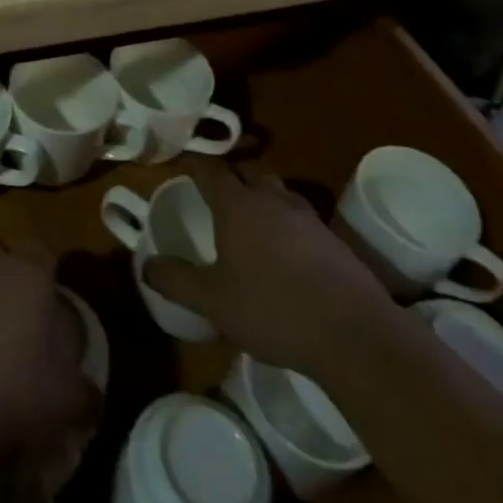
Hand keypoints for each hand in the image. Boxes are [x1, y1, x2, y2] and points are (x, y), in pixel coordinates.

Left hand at [0, 248, 97, 469]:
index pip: (44, 251)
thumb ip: (86, 391)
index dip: (49, 274)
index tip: (51, 305)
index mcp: (27, 275)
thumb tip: (91, 391)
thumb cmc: (8, 399)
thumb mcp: (65, 405)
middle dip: (9, 285)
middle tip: (16, 328)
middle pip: (1, 260)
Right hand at [143, 157, 396, 377]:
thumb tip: (146, 264)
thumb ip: (177, 280)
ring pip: (277, 193)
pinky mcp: (335, 240)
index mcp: (237, 205)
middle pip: (247, 174)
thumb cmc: (273, 309)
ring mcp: (308, 217)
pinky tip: (286, 256)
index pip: (210, 170)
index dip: (194, 165)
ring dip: (261, 200)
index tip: (182, 168)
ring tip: (250, 226)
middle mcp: (272, 199)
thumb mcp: (213, 302)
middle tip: (214, 199)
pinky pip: (301, 219)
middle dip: (229, 181)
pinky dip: (287, 226)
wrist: (355, 336)